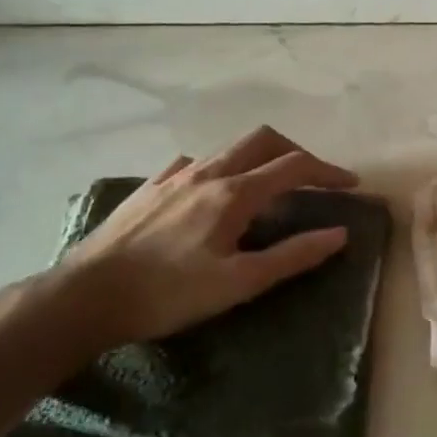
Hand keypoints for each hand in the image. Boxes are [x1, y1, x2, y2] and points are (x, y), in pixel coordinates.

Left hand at [52, 126, 357, 347]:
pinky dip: (219, 168)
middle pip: (262, 140)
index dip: (328, 171)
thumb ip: (292, 255)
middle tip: (313, 178)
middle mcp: (207, 172)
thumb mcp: (239, 282)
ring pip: (228, 149)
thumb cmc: (168, 294)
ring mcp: (173, 176)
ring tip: (267, 188)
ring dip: (258, 159)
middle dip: (295, 152)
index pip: (294, 166)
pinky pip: (194, 163)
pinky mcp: (148, 187)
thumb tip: (339, 234)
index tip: (351, 185)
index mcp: (233, 193)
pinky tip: (211, 193)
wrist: (85, 296)